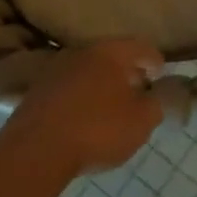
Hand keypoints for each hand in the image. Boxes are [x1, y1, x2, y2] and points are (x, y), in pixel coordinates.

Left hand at [4, 39, 163, 178]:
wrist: (36, 149)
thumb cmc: (97, 129)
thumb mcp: (141, 121)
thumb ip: (156, 105)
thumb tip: (156, 95)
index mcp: (109, 53)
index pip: (140, 47)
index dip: (154, 59)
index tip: (160, 73)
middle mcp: (81, 53)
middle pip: (111, 56)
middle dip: (126, 71)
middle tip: (139, 89)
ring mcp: (55, 71)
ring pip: (87, 71)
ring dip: (102, 85)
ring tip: (112, 106)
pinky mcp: (37, 92)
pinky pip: (69, 89)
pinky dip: (81, 97)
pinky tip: (85, 117)